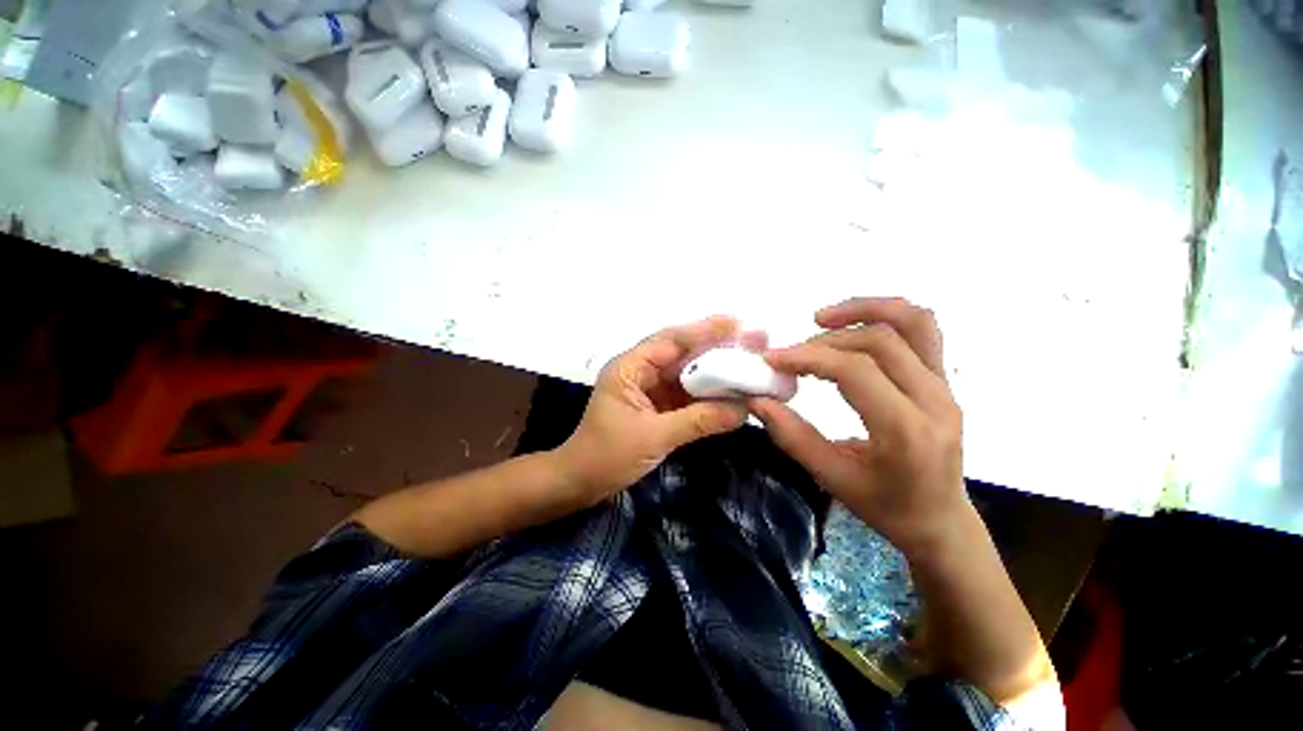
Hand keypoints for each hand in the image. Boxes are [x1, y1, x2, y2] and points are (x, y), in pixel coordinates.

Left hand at [556, 316, 765, 503]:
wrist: (582, 482)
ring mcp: (650, 387)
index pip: (670, 341)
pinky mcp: (658, 404)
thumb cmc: (607, 456)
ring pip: (687, 372)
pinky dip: (709, 391)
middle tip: (753, 339)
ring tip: (750, 360)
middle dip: (717, 345)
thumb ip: (699, 421)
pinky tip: (733, 388)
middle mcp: (640, 371)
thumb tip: (744, 409)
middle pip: (682, 352)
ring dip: (716, 368)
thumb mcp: (654, 437)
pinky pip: (687, 392)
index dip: (704, 331)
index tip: (737, 324)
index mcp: (629, 368)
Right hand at [750, 297, 967, 557]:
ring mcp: (945, 385)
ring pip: (911, 321)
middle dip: (824, 341)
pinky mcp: (943, 379)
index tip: (773, 360)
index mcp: (907, 431)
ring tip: (821, 319)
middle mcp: (935, 400)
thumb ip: (793, 437)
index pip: (856, 371)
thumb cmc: (886, 506)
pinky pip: (921, 329)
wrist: (939, 518)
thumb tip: (758, 401)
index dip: (809, 357)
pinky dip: (885, 315)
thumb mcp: (832, 478)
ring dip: (862, 310)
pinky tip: (853, 325)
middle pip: (879, 341)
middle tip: (790, 356)